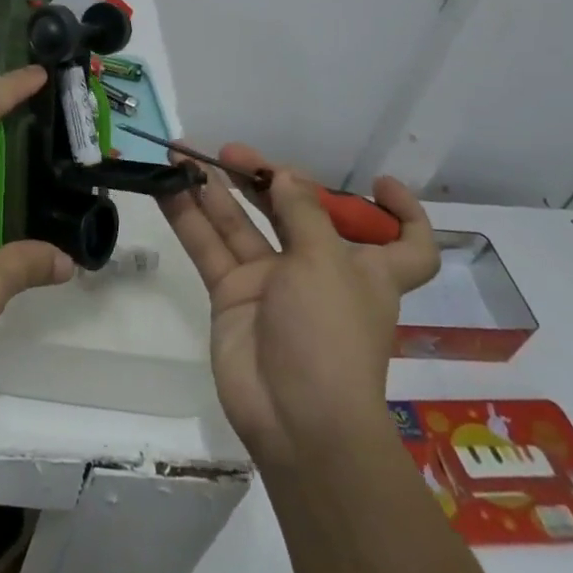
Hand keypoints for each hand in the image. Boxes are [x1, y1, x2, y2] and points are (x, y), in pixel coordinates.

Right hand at [160, 145, 439, 470]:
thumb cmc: (331, 335)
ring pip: (242, 225)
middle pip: (297, 213)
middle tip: (230, 152)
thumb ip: (302, 211)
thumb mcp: (327, 262)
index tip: (377, 183)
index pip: (406, 242)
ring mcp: (272, 283)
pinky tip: (166, 187)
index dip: (401, 213)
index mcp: (366, 268)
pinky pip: (209, 248)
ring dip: (215, 190)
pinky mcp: (232, 296)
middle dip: (266, 178)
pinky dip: (188, 218)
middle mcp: (320, 270)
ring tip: (183, 156)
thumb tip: (285, 174)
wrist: (296, 420)